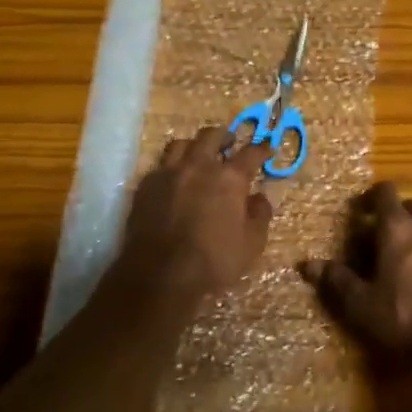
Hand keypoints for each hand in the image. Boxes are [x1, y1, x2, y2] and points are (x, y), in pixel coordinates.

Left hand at [117, 126, 273, 299]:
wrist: (161, 276)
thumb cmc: (213, 262)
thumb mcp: (252, 244)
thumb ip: (259, 215)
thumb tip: (259, 197)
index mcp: (229, 178)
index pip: (250, 153)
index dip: (261, 149)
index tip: (267, 147)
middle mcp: (198, 166)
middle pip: (211, 136)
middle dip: (224, 135)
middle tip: (229, 142)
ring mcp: (168, 173)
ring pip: (180, 144)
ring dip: (193, 146)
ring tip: (198, 155)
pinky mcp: (145, 186)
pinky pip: (159, 166)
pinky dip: (171, 167)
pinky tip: (173, 179)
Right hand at [302, 182, 411, 363]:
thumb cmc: (401, 316)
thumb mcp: (360, 302)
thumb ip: (336, 279)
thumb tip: (307, 265)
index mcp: (398, 226)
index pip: (385, 192)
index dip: (371, 198)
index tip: (360, 212)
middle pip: (409, 206)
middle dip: (394, 217)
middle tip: (379, 240)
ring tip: (403, 260)